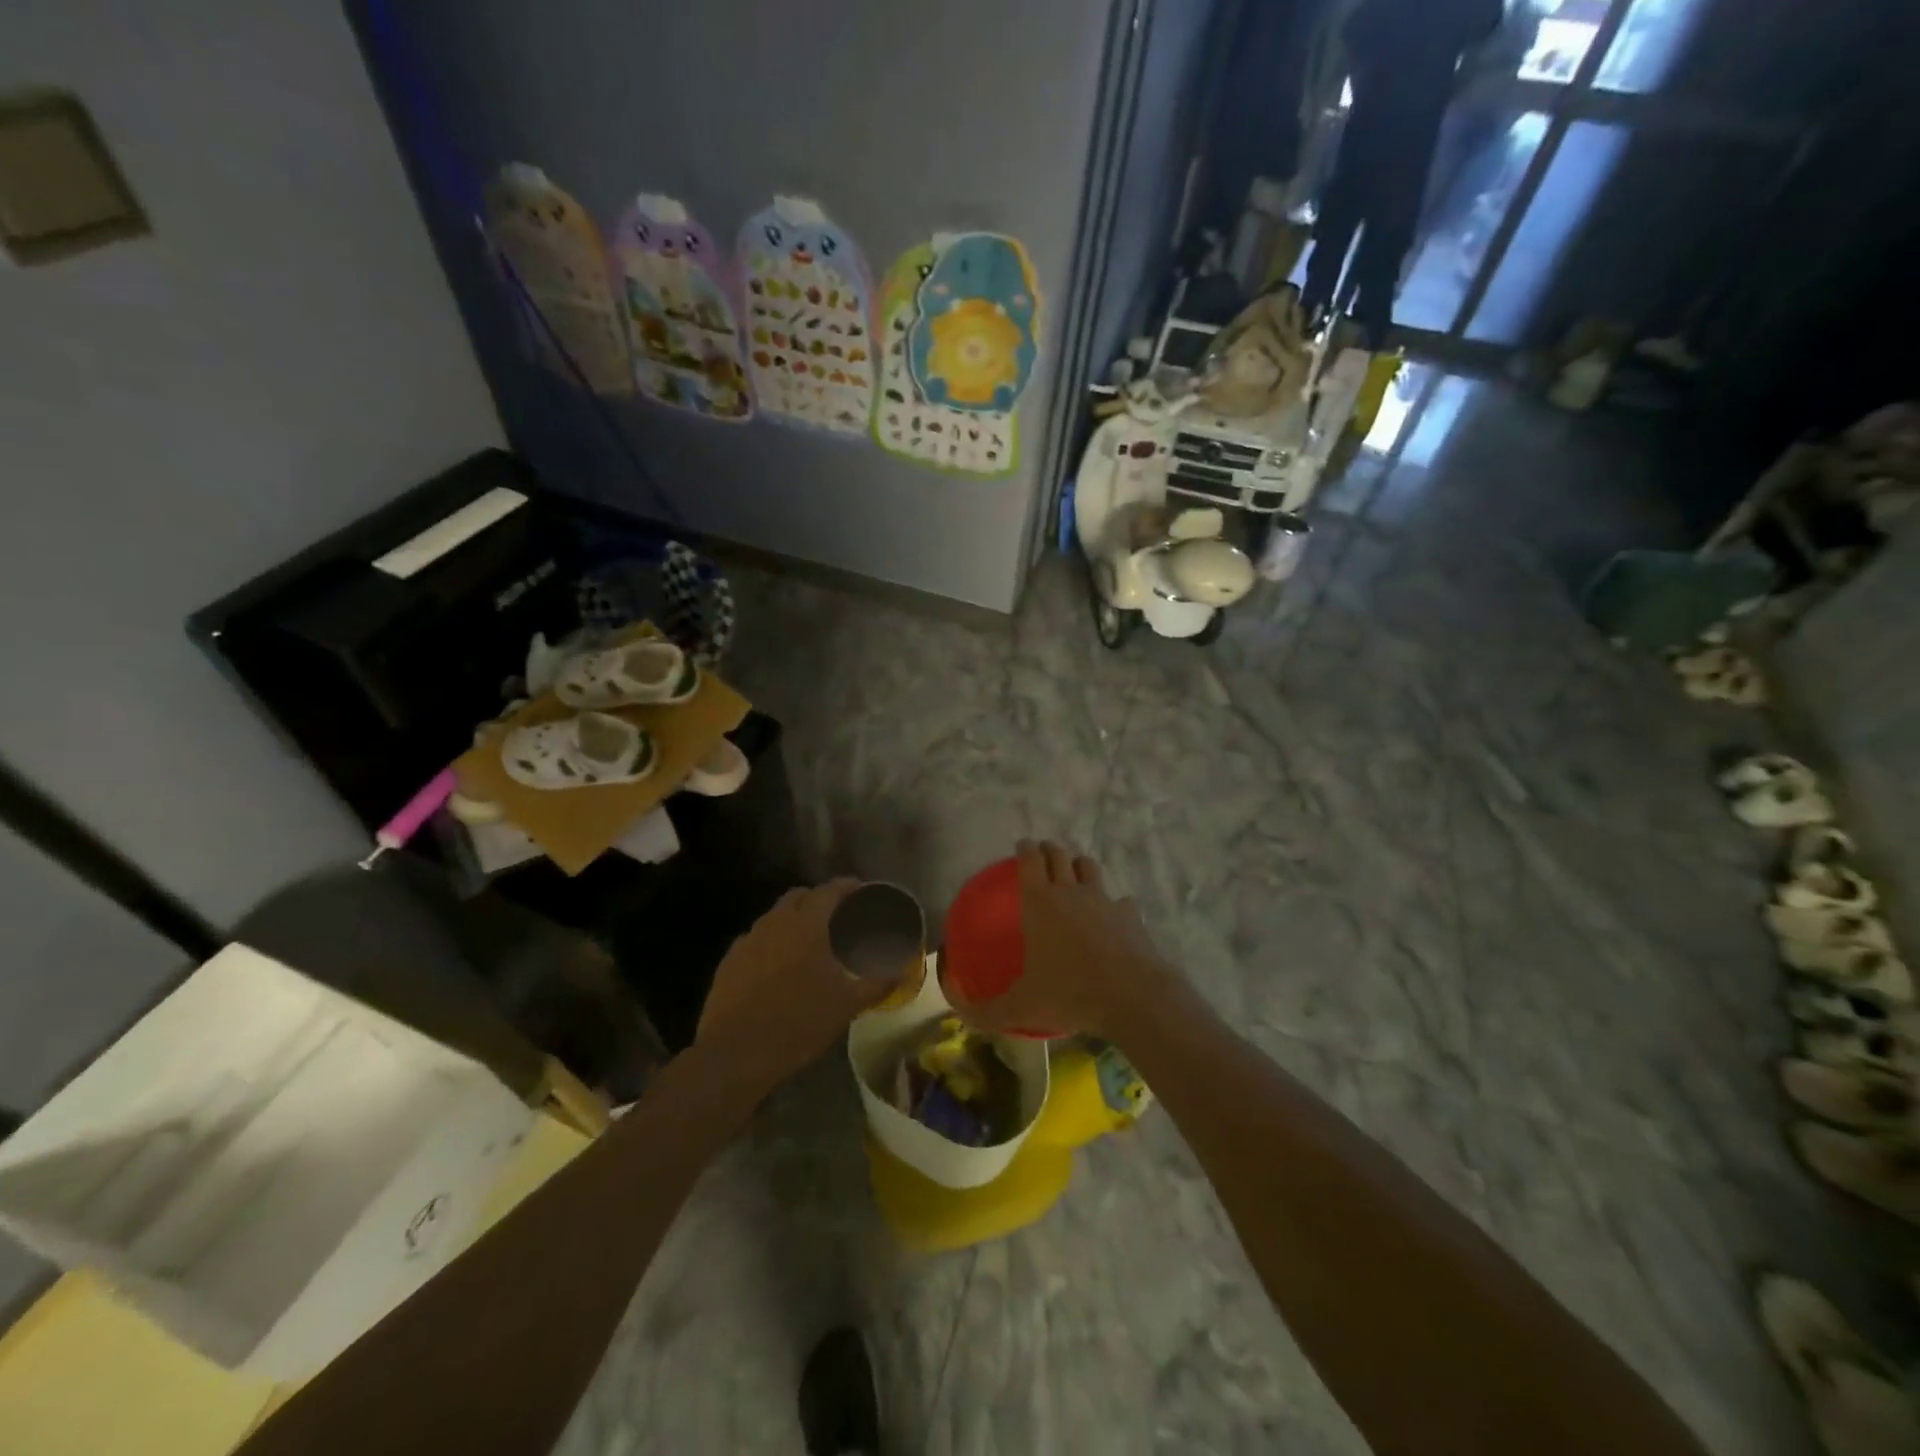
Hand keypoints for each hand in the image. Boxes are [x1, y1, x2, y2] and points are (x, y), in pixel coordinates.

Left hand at [696, 880, 898, 1093]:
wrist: (734, 1055)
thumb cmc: (797, 1023)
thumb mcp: (847, 1006)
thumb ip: (878, 984)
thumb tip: (904, 971)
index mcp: (806, 925)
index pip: (830, 890)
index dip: (848, 887)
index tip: (863, 892)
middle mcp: (775, 923)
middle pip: (799, 896)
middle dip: (820, 899)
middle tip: (838, 918)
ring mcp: (748, 940)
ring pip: (775, 917)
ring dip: (794, 920)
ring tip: (810, 943)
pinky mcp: (729, 961)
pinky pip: (756, 939)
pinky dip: (773, 943)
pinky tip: (780, 968)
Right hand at [958, 840, 1173, 1040]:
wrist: (1131, 996)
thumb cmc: (1069, 993)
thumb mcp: (1020, 1008)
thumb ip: (985, 1011)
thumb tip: (958, 1011)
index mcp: (1040, 902)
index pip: (1029, 859)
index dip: (1024, 848)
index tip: (1022, 846)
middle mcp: (1070, 891)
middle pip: (1059, 854)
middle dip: (1049, 849)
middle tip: (1043, 853)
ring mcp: (1104, 899)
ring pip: (1090, 867)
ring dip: (1079, 866)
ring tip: (1075, 875)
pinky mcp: (1129, 914)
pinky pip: (1120, 900)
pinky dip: (1113, 904)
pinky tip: (1112, 917)